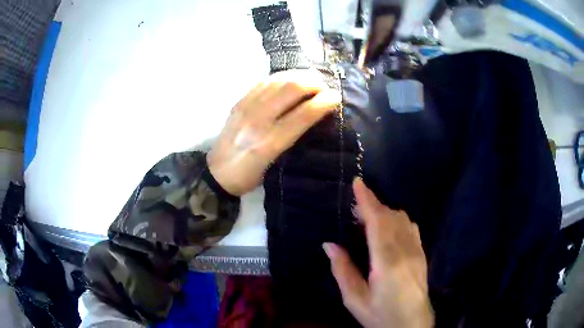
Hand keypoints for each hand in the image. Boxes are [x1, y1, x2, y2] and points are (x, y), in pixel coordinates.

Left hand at [208, 69, 340, 195]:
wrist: (216, 173)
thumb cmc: (249, 176)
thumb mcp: (275, 166)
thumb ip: (293, 141)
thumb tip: (313, 116)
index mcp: (269, 143)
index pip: (303, 114)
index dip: (324, 102)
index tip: (336, 98)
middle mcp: (257, 120)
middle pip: (291, 89)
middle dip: (314, 84)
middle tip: (325, 87)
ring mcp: (246, 108)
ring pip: (277, 80)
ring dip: (299, 76)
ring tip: (312, 78)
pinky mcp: (239, 102)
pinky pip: (263, 82)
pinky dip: (281, 77)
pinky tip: (290, 77)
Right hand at [323, 178, 433, 327]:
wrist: (412, 325)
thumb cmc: (380, 315)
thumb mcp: (355, 299)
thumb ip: (342, 270)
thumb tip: (329, 244)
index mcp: (387, 262)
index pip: (378, 223)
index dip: (367, 201)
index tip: (358, 183)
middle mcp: (405, 251)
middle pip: (391, 217)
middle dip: (373, 205)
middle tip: (356, 204)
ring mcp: (417, 251)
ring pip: (403, 220)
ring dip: (385, 211)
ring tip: (369, 216)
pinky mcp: (422, 255)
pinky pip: (411, 228)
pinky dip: (398, 220)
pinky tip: (389, 227)